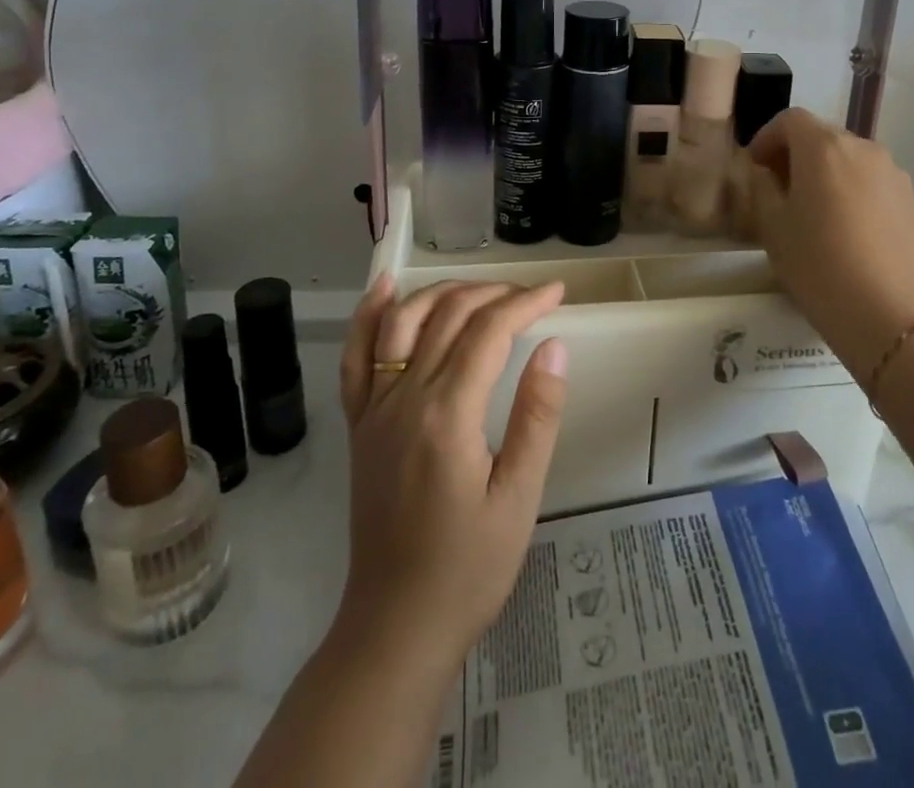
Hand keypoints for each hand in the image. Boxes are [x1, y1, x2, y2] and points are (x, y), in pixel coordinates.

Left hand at [333, 275, 568, 667]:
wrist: (396, 626)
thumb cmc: (469, 569)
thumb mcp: (519, 498)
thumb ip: (537, 416)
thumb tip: (554, 346)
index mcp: (447, 414)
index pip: (489, 332)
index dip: (525, 303)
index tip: (557, 291)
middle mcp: (404, 397)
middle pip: (448, 315)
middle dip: (494, 294)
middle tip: (532, 296)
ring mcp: (374, 408)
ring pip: (404, 321)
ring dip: (443, 292)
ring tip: (481, 289)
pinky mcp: (359, 423)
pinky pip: (356, 356)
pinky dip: (370, 314)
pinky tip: (386, 287)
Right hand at [743, 108, 913, 377]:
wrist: (889, 314)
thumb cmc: (818, 265)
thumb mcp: (772, 226)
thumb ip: (764, 188)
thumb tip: (768, 174)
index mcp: (823, 147)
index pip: (790, 120)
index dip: (767, 137)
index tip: (755, 166)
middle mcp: (862, 148)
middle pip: (822, 136)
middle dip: (797, 154)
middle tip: (780, 188)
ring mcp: (893, 173)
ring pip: (850, 160)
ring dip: (828, 173)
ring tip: (815, 211)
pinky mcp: (913, 200)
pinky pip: (873, 182)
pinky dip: (854, 192)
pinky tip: (847, 230)